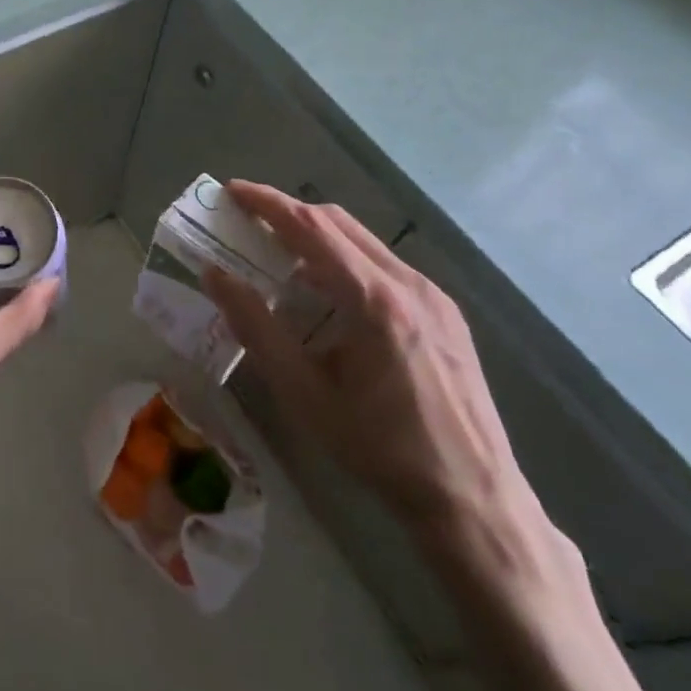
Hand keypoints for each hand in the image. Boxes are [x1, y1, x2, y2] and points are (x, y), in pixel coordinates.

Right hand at [201, 181, 532, 541]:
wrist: (474, 499)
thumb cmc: (381, 449)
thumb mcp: (304, 393)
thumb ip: (256, 328)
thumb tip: (215, 275)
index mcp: (375, 300)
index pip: (311, 227)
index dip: (267, 203)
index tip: (231, 191)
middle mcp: (410, 284)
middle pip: (339, 223)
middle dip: (289, 213)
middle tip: (247, 223)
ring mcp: (434, 297)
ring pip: (364, 242)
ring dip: (317, 237)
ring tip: (280, 258)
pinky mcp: (446, 314)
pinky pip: (386, 266)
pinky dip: (346, 261)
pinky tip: (330, 297)